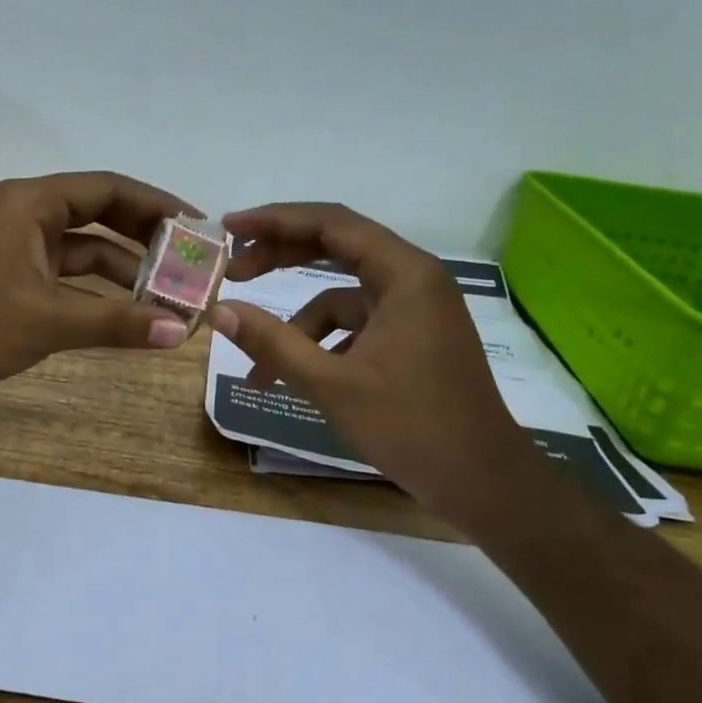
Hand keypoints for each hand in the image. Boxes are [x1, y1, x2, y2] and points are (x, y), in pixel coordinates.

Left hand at [0, 172, 195, 412]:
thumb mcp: (48, 320)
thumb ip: (117, 322)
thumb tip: (182, 332)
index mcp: (30, 203)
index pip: (108, 189)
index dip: (157, 205)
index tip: (198, 227)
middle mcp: (24, 216)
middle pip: (100, 216)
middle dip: (145, 240)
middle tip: (191, 262)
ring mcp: (16, 250)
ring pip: (84, 251)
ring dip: (125, 272)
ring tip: (171, 296)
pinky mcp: (10, 281)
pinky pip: (66, 278)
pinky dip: (97, 294)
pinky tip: (129, 315)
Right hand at [211, 203, 541, 530]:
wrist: (482, 482)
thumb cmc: (411, 427)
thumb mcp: (331, 384)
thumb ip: (272, 343)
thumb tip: (219, 311)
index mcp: (404, 273)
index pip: (330, 222)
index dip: (274, 220)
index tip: (229, 228)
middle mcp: (413, 278)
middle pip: (336, 247)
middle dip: (280, 258)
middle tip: (233, 271)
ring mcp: (415, 309)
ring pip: (341, 296)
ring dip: (297, 322)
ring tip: (258, 365)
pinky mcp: (412, 337)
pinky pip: (357, 325)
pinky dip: (323, 344)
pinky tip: (298, 378)